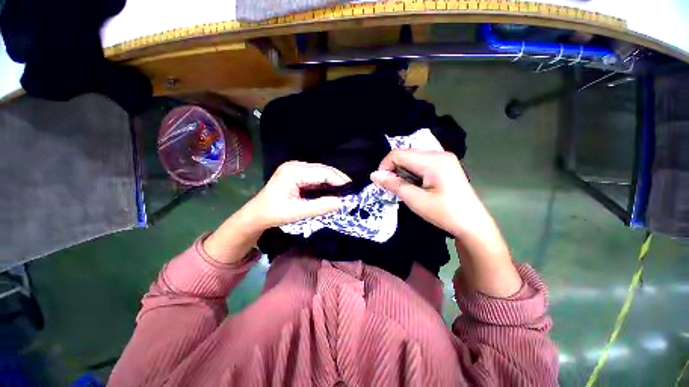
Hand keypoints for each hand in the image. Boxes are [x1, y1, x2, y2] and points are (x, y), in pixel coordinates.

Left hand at [247, 161, 350, 229]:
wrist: (257, 214)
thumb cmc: (274, 213)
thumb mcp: (297, 212)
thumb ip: (320, 207)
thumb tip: (342, 202)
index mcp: (293, 171)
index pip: (323, 172)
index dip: (339, 180)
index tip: (352, 191)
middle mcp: (296, 165)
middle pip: (324, 170)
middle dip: (339, 180)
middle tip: (351, 192)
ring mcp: (296, 168)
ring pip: (322, 172)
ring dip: (334, 182)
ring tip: (345, 192)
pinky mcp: (298, 173)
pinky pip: (316, 176)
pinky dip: (326, 184)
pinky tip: (333, 191)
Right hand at [370, 150, 482, 236]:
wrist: (472, 224)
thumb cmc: (444, 213)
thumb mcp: (415, 200)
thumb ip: (394, 184)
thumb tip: (374, 175)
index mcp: (433, 160)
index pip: (399, 154)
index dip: (385, 166)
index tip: (381, 182)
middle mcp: (439, 153)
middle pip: (406, 153)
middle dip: (394, 168)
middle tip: (392, 186)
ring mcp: (444, 158)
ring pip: (412, 158)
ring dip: (403, 171)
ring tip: (403, 187)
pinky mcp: (445, 165)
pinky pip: (421, 162)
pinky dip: (412, 172)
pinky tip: (414, 184)